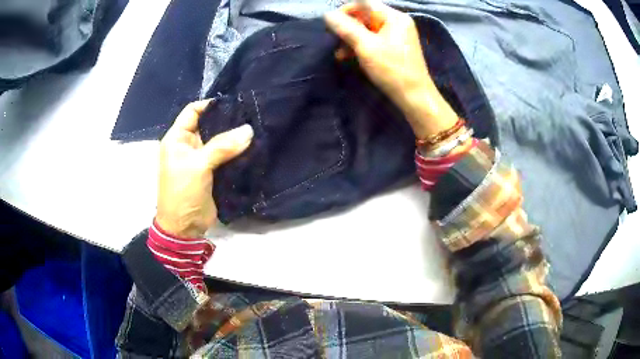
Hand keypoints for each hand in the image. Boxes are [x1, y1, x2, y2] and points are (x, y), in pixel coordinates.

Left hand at [155, 100, 253, 237]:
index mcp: (177, 138)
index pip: (192, 111)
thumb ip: (222, 146)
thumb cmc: (183, 192)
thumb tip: (249, 130)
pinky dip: (235, 151)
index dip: (210, 104)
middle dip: (226, 119)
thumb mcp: (198, 166)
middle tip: (251, 113)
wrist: (184, 227)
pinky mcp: (211, 171)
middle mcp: (188, 145)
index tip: (234, 102)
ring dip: (233, 136)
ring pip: (218, 140)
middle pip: (208, 124)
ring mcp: (200, 158)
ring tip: (255, 127)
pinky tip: (252, 146)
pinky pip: (224, 155)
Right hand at [324, 1, 458, 138]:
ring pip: (367, 30)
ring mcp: (397, 36)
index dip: (346, 10)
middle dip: (348, 28)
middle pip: (366, 16)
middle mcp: (397, 23)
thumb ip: (346, 28)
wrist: (415, 97)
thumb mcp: (366, 46)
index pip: (365, 3)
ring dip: (351, 39)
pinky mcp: (394, 48)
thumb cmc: (392, 70)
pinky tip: (348, 57)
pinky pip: (373, 40)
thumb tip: (328, 15)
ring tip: (340, 54)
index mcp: (394, 17)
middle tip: (334, 40)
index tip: (332, 24)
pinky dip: (361, 46)